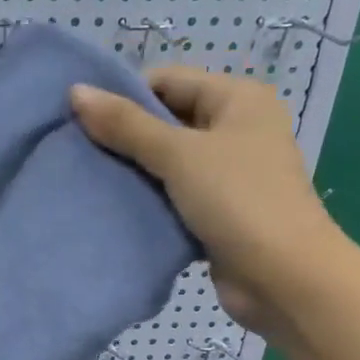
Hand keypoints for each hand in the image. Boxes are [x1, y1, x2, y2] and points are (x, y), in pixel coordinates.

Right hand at [71, 67, 345, 333]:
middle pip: (166, 120)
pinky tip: (114, 207)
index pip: (168, 81)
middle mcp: (236, 129)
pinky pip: (173, 195)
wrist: (283, 278)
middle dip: (123, 136)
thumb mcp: (178, 155)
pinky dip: (147, 199)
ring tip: (87, 179)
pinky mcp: (217, 211)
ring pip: (167, 161)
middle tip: (76, 151)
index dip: (124, 96)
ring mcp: (228, 173)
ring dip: (132, 170)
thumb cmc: (237, 201)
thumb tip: (76, 92)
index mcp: (238, 99)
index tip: (79, 120)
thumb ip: (126, 125)